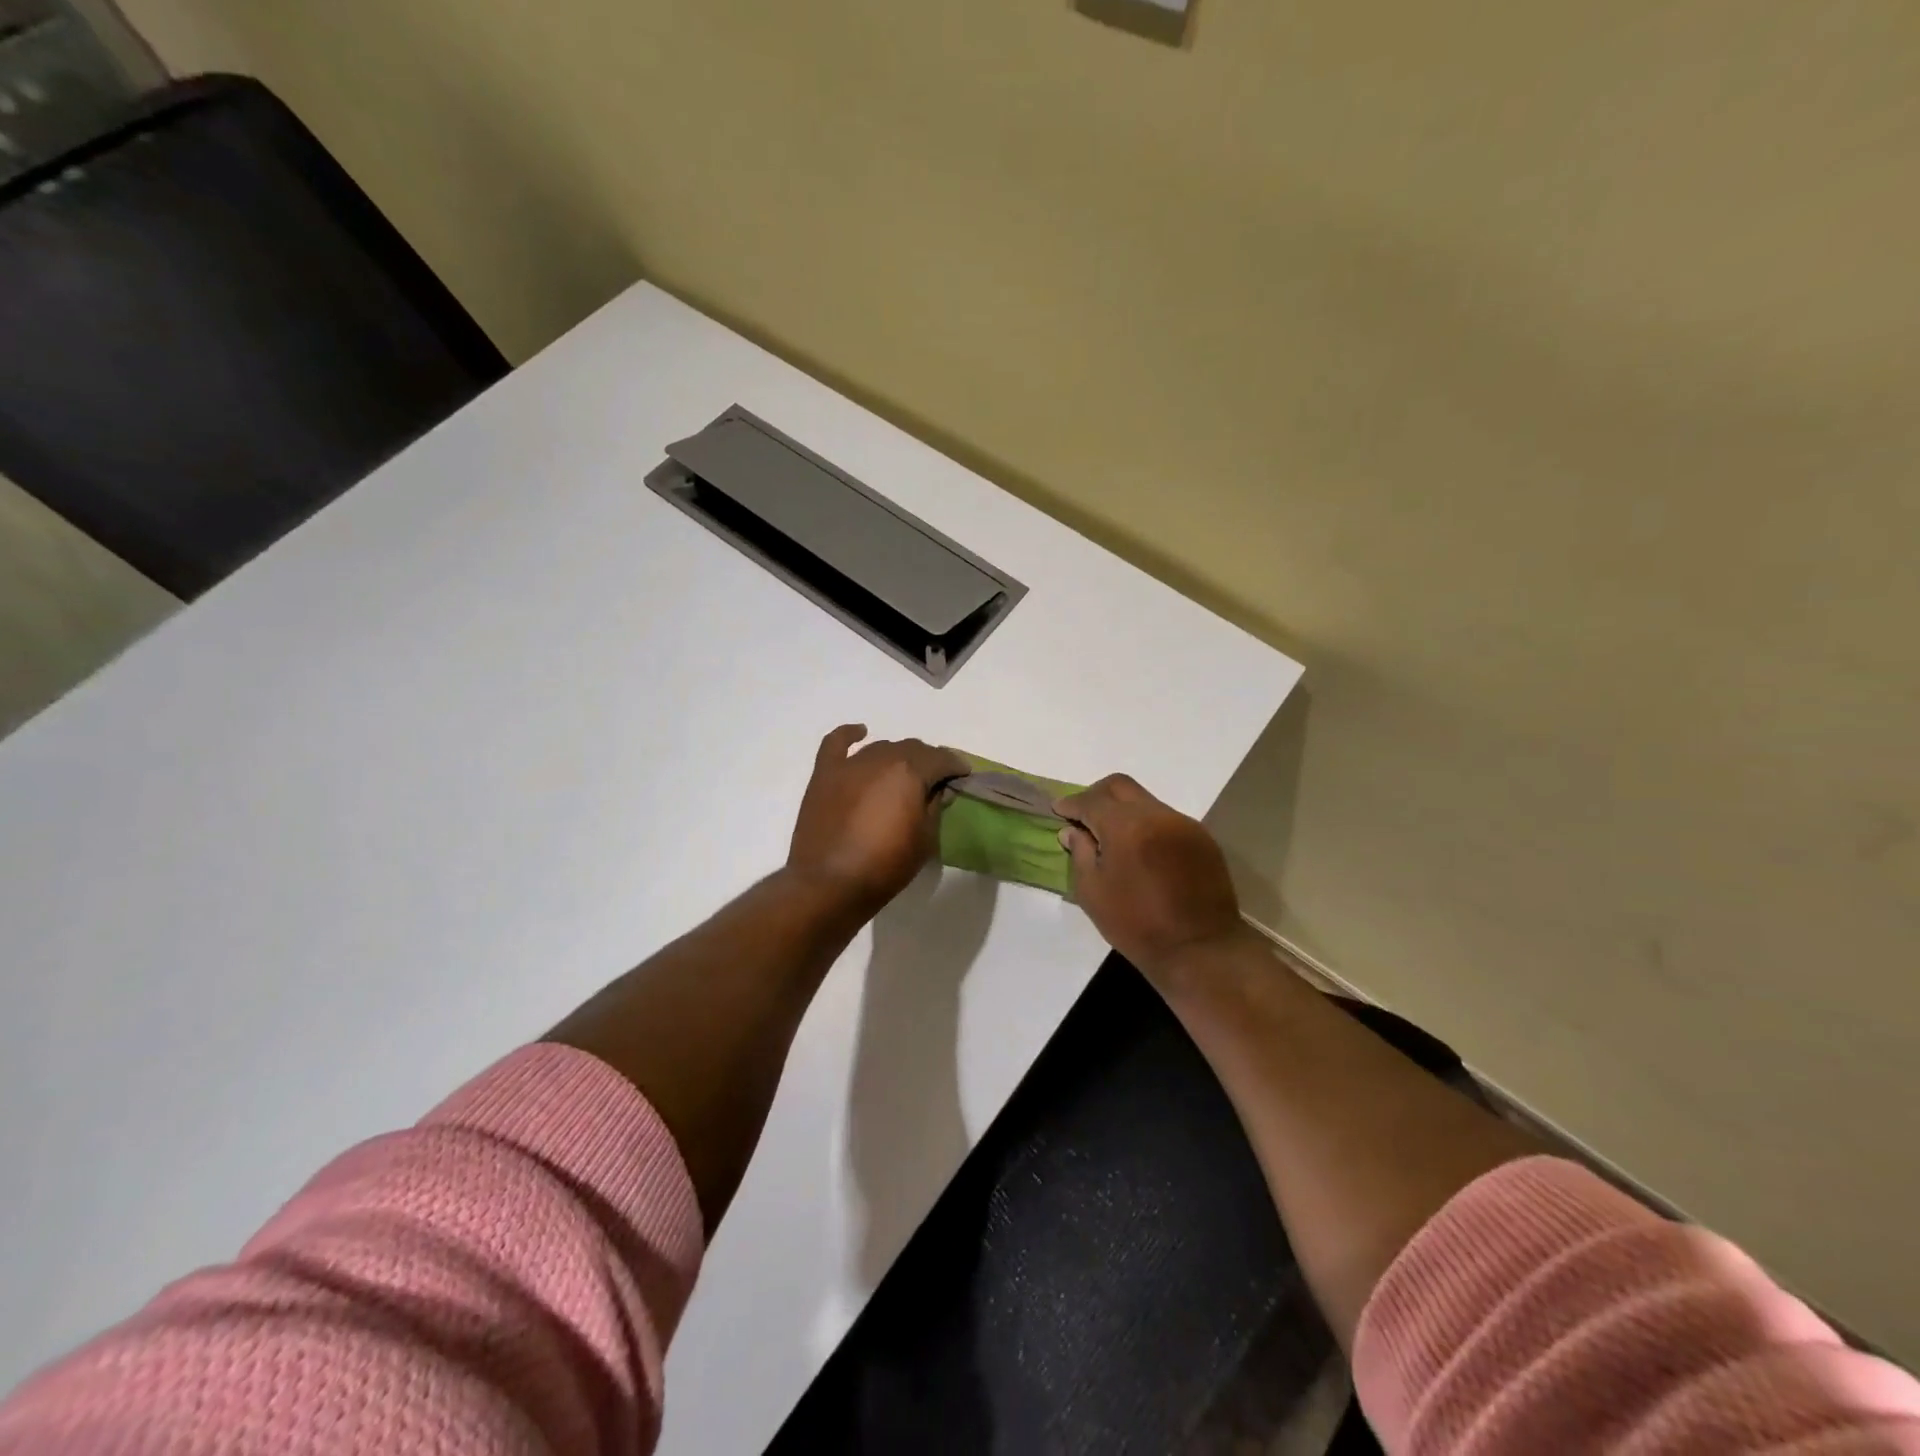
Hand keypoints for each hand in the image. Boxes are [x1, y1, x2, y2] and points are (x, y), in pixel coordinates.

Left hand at [787, 725, 966, 917]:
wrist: (829, 884)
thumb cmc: (885, 866)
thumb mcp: (925, 840)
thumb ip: (934, 807)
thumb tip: (937, 789)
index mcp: (910, 772)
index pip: (941, 759)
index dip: (956, 766)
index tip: (963, 776)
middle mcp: (882, 758)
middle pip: (912, 749)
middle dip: (928, 761)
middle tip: (935, 781)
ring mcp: (850, 764)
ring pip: (882, 747)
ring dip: (897, 756)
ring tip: (903, 773)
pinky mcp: (825, 774)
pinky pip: (837, 743)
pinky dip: (850, 735)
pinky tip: (861, 733)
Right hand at [1056, 774, 1249, 979]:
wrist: (1200, 949)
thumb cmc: (1137, 925)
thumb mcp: (1093, 893)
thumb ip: (1080, 853)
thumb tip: (1073, 831)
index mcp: (1126, 827)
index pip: (1091, 801)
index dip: (1071, 803)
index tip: (1059, 810)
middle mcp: (1157, 815)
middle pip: (1120, 786)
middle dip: (1096, 795)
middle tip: (1083, 815)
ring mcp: (1183, 824)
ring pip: (1145, 801)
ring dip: (1124, 811)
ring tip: (1113, 837)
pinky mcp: (1202, 838)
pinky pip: (1166, 819)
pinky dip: (1147, 825)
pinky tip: (1142, 850)